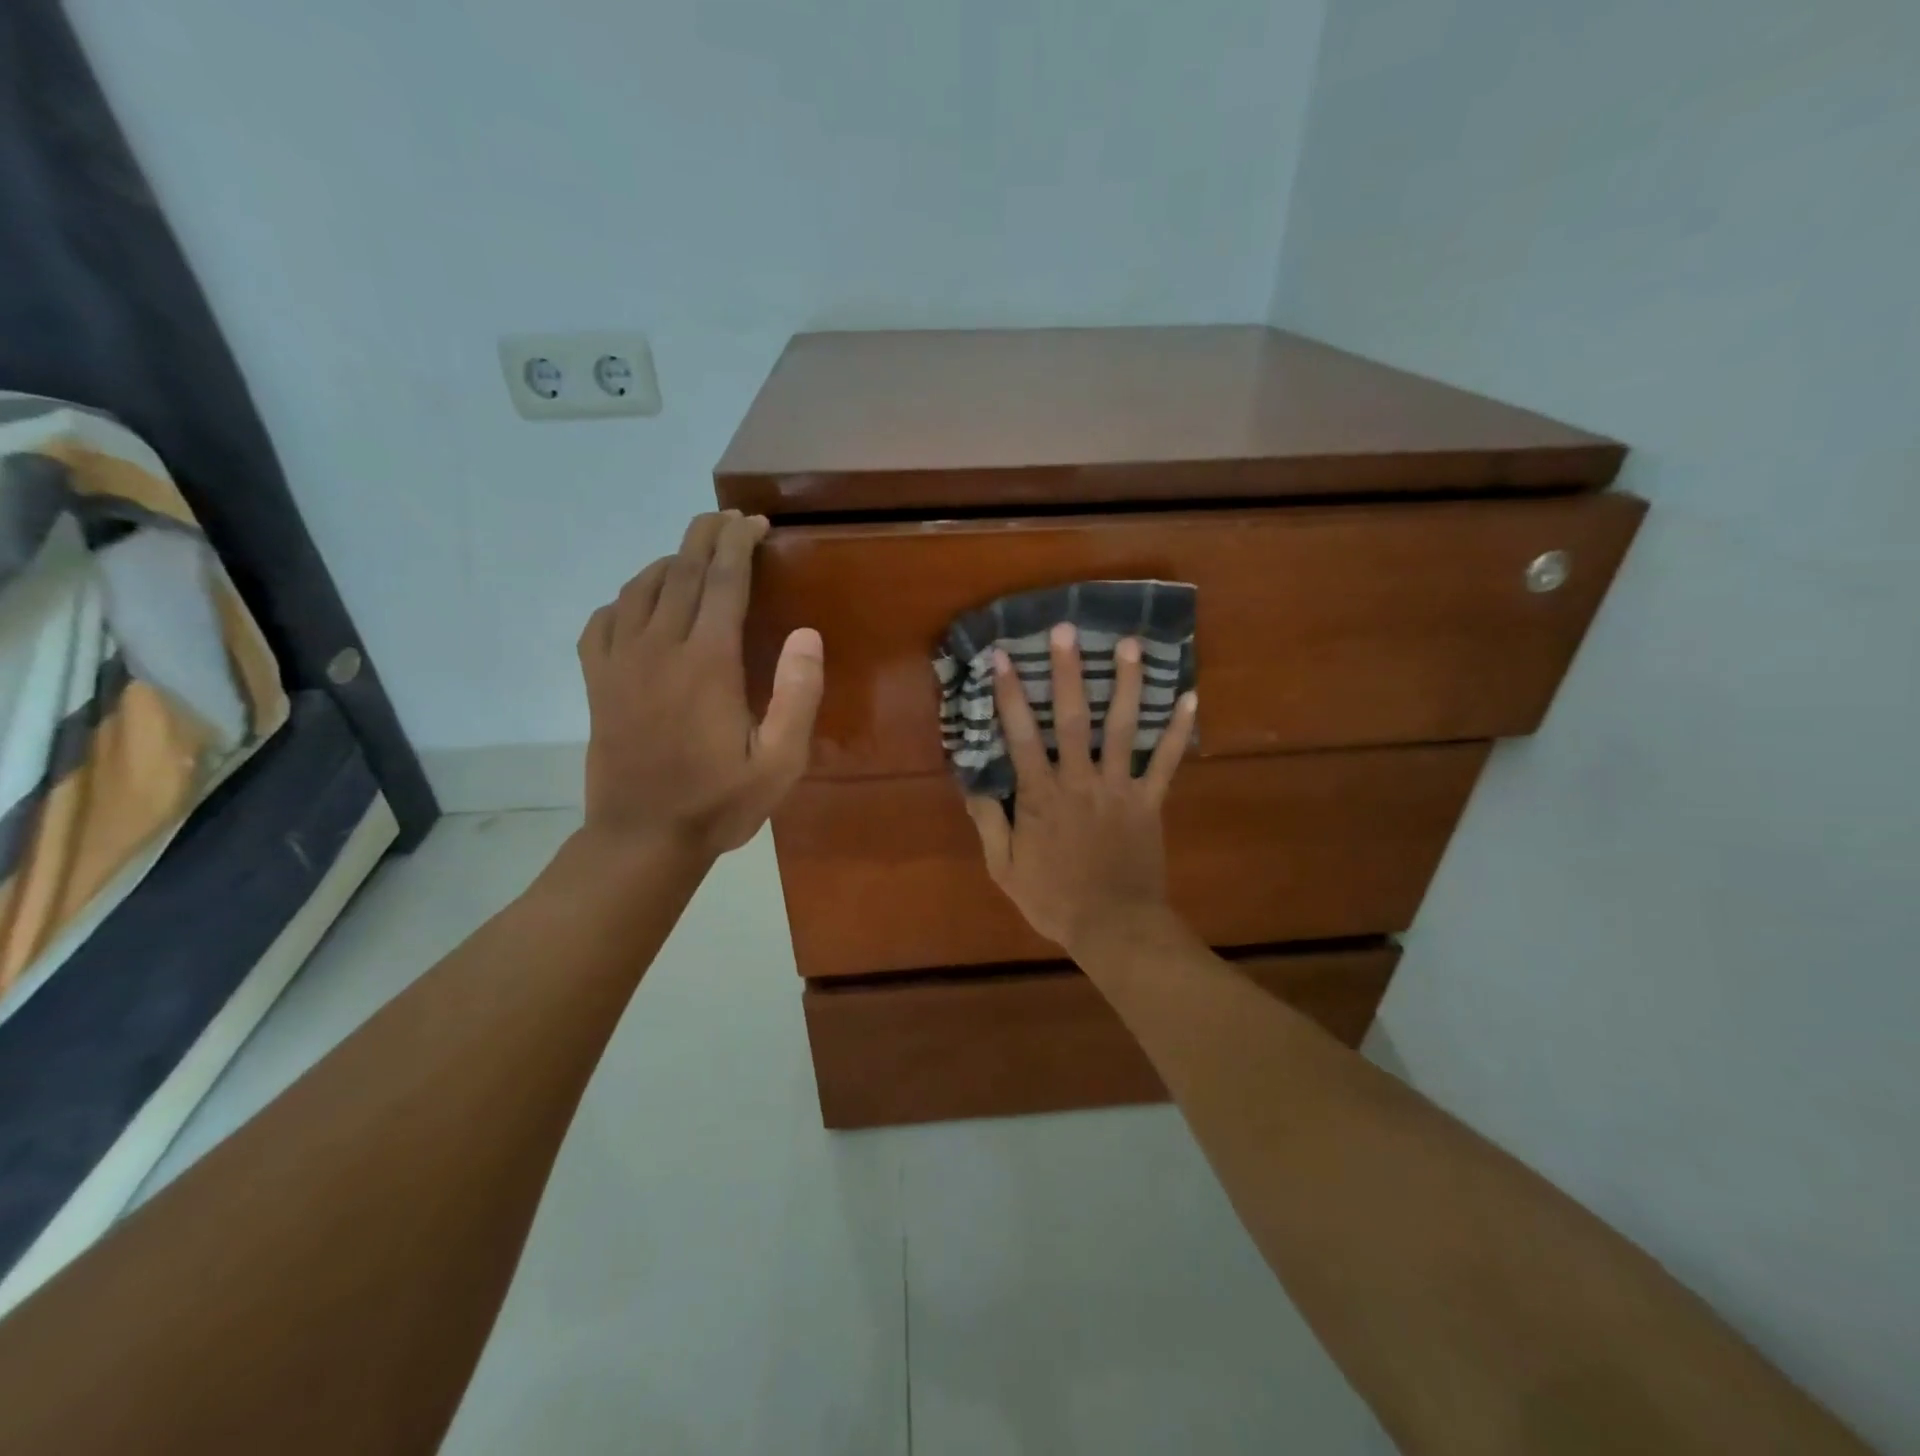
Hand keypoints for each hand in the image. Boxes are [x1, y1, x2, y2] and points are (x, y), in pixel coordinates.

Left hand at [577, 511, 822, 859]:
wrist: (642, 838)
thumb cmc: (719, 802)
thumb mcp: (780, 762)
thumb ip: (797, 696)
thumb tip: (806, 634)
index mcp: (708, 662)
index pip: (724, 580)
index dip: (740, 543)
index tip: (755, 523)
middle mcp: (659, 648)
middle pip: (682, 571)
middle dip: (707, 536)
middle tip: (728, 519)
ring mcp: (620, 662)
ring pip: (642, 587)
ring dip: (671, 561)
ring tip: (695, 556)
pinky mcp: (597, 681)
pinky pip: (604, 620)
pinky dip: (626, 598)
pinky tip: (642, 604)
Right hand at [963, 623, 1197, 955]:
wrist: (1114, 927)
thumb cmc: (1054, 899)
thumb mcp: (1004, 868)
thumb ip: (989, 823)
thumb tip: (973, 782)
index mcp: (1041, 796)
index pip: (1021, 736)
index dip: (1011, 695)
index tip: (1004, 656)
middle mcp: (1079, 781)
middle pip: (1072, 719)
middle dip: (1068, 672)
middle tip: (1068, 629)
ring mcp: (1119, 788)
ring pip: (1123, 729)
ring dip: (1127, 684)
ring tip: (1132, 644)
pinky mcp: (1150, 801)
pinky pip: (1166, 762)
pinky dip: (1178, 731)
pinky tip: (1190, 697)